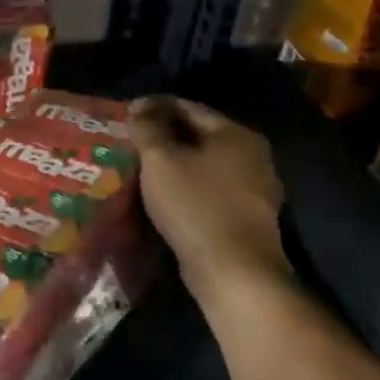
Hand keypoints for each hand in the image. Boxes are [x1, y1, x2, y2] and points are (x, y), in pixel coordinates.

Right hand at [128, 95, 289, 305]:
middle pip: (198, 134)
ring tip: (140, 167)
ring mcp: (255, 188)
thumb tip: (140, 106)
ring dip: (174, 162)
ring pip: (204, 163)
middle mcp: (253, 156)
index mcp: (236, 134)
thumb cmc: (195, 206)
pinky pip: (210, 188)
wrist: (234, 274)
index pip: (188, 107)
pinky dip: (186, 185)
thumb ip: (147, 127)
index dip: (153, 107)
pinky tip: (164, 194)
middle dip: (163, 135)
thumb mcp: (160, 159)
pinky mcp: (248, 217)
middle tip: (130, 141)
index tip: (125, 115)